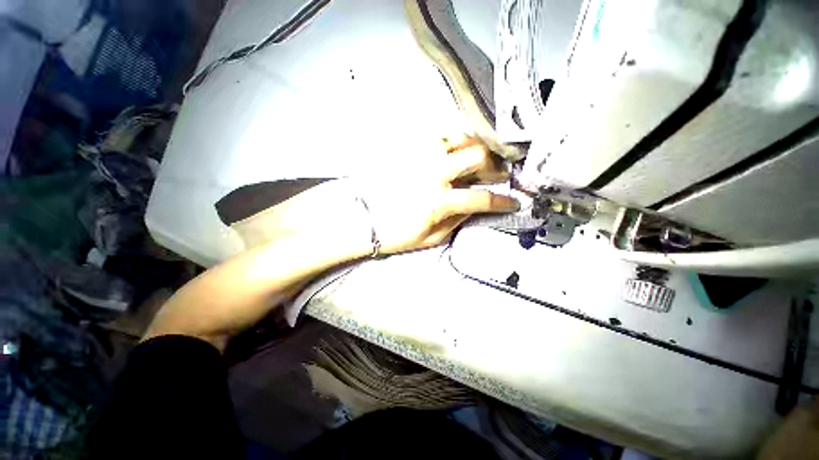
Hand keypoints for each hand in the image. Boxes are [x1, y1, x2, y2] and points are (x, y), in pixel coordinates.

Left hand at [359, 141, 518, 254]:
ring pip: (458, 138)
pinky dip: (452, 142)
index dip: (503, 201)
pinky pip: (437, 137)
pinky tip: (453, 153)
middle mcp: (432, 173)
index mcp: (438, 201)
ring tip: (477, 160)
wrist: (364, 220)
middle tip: (497, 175)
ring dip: (474, 148)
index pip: (481, 198)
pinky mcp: (408, 150)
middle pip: (476, 156)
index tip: (513, 202)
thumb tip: (476, 207)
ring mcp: (419, 157)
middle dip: (494, 166)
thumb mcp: (432, 237)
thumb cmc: (396, 234)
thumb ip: (457, 220)